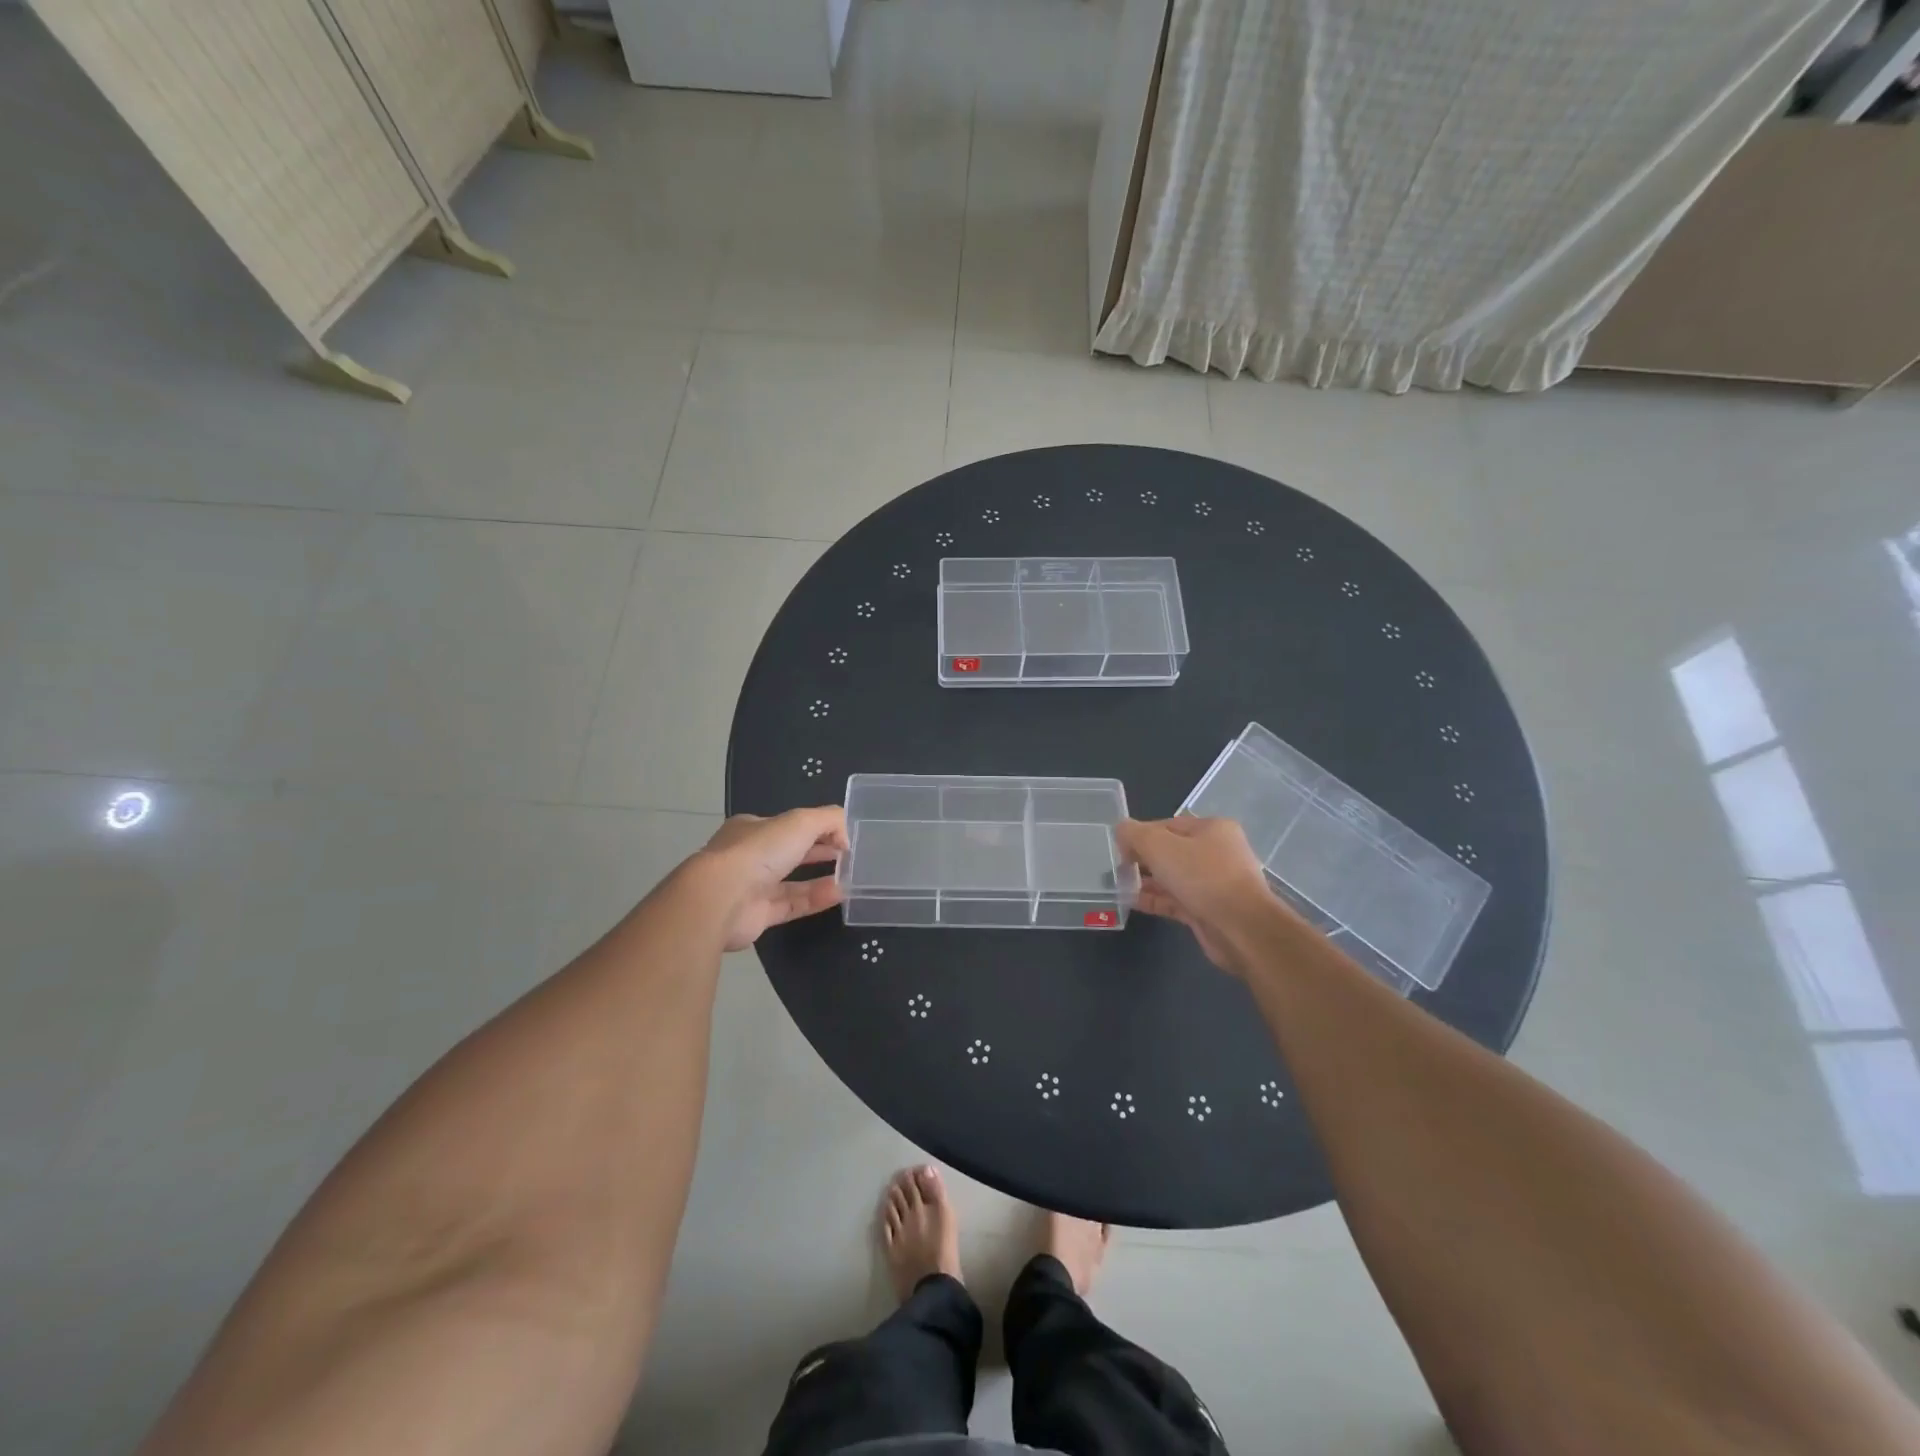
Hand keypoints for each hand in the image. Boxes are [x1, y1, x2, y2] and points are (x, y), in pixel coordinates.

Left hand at [694, 807, 847, 950]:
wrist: (721, 898)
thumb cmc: (759, 851)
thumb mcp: (801, 821)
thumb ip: (829, 820)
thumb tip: (845, 837)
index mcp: (752, 829)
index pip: (788, 825)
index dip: (817, 828)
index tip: (842, 836)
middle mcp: (749, 856)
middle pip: (791, 852)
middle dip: (819, 852)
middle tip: (848, 856)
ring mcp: (751, 887)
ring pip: (792, 882)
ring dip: (821, 878)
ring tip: (850, 877)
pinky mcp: (757, 916)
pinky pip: (792, 905)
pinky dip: (815, 899)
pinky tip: (839, 894)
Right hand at [1116, 817, 1289, 974]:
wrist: (1241, 928)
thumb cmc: (1202, 877)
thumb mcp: (1160, 846)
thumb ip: (1135, 834)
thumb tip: (1121, 830)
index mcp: (1212, 829)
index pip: (1167, 825)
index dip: (1141, 834)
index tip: (1119, 849)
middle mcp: (1216, 853)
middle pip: (1170, 851)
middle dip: (1143, 859)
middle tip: (1117, 868)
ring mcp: (1214, 883)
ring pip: (1173, 877)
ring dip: (1146, 881)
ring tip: (1118, 885)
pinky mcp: (1208, 910)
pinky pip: (1176, 900)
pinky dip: (1155, 899)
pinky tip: (1131, 901)